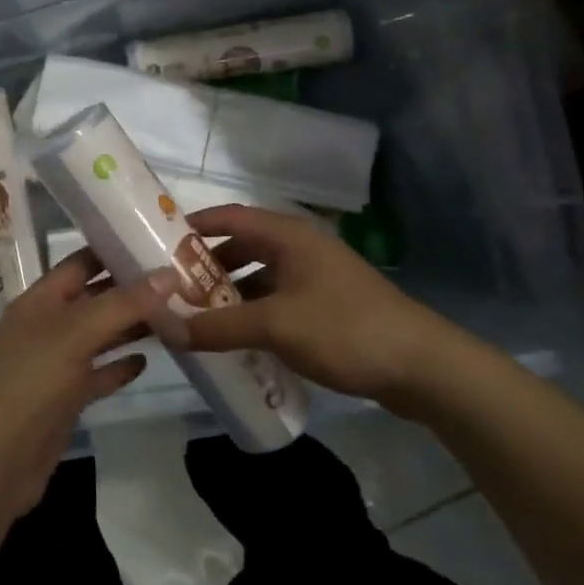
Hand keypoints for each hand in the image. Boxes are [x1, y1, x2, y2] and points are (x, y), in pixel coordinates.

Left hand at [0, 252, 177, 523]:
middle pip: (93, 299)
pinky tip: (147, 362)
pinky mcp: (64, 400)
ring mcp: (54, 365)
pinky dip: (118, 367)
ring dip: (131, 328)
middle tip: (180, 281)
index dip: (113, 250)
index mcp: (39, 301)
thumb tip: (169, 274)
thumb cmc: (30, 383)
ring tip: (175, 316)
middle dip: (131, 291)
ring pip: (98, 337)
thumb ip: (123, 304)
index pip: (79, 263)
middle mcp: (46, 327)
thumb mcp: (76, 334)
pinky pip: (96, 375)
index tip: (156, 240)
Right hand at [185, 204, 457, 409]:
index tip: (159, 241)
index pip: (230, 216)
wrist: (423, 367)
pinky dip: (252, 311)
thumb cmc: (345, 329)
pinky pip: (277, 299)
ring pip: (259, 276)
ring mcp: (316, 277)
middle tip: (172, 287)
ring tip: (196, 315)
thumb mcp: (275, 326)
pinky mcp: (327, 305)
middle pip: (242, 247)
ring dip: (229, 293)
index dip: (194, 225)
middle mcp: (300, 248)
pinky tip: (236, 337)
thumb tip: (165, 329)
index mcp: (289, 236)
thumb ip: (217, 326)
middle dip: (207, 266)